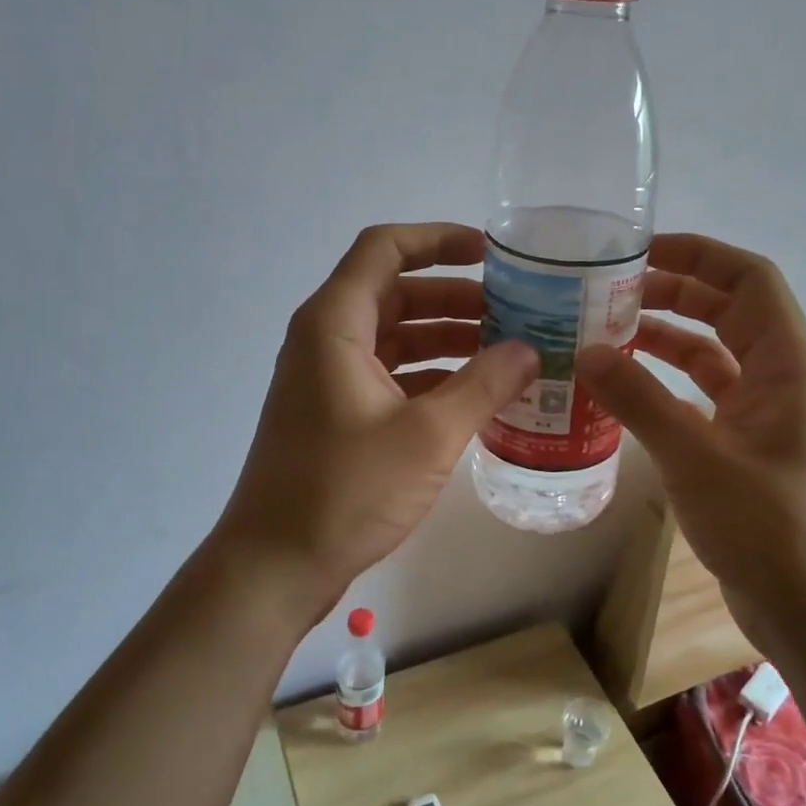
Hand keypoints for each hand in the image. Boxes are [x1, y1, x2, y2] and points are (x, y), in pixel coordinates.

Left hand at [213, 223, 537, 627]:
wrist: (275, 565)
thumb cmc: (345, 490)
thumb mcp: (428, 434)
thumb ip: (484, 384)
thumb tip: (530, 349)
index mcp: (335, 324)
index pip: (385, 249)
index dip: (438, 239)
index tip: (490, 253)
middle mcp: (327, 340)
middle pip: (396, 292)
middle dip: (456, 297)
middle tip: (515, 312)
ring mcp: (329, 379)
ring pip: (396, 337)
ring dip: (448, 339)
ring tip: (507, 353)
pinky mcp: (337, 415)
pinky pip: (391, 375)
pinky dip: (432, 376)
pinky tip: (476, 397)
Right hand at [576, 234, 805, 645]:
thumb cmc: (765, 523)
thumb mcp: (694, 455)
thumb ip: (638, 399)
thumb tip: (584, 351)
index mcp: (785, 360)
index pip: (748, 277)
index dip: (698, 254)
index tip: (639, 251)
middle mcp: (778, 374)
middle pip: (726, 308)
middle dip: (671, 291)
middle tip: (607, 291)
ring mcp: (760, 410)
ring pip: (710, 351)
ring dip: (664, 336)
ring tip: (605, 331)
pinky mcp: (741, 442)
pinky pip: (700, 393)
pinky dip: (664, 382)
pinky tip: (622, 386)